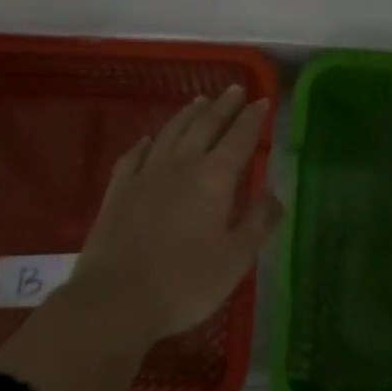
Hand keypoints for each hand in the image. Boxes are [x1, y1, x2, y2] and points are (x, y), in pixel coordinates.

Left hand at [71, 85, 282, 343]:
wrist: (114, 301)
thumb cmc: (184, 283)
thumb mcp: (235, 259)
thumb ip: (258, 223)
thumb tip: (277, 194)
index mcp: (215, 177)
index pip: (240, 137)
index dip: (253, 118)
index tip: (262, 100)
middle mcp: (182, 164)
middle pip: (206, 125)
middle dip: (223, 105)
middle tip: (235, 89)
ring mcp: (146, 174)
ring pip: (171, 132)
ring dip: (188, 114)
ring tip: (200, 101)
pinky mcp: (118, 190)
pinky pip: (134, 155)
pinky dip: (146, 143)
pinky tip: (149, 139)